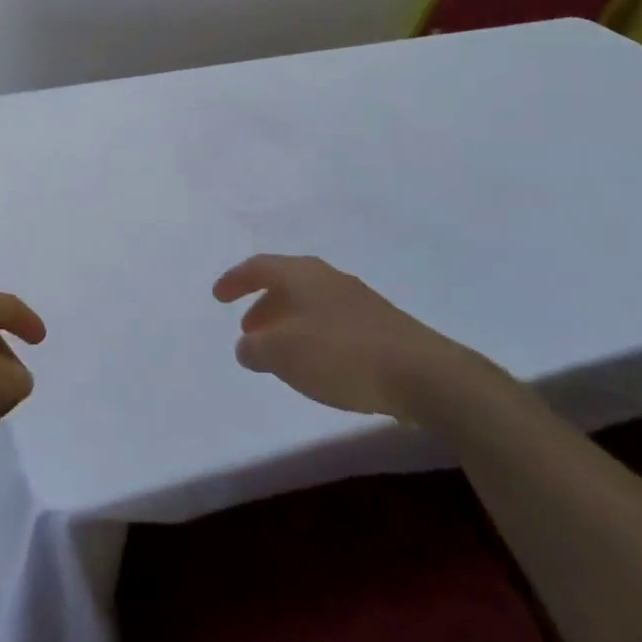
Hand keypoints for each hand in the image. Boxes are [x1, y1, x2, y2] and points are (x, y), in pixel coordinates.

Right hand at [212, 255, 482, 423]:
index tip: (218, 296)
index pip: (259, 266)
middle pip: (286, 283)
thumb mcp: (283, 354)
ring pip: (311, 304)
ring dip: (289, 323)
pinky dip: (314, 337)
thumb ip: (256, 348)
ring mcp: (359, 301)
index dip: (234, 280)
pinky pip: (333, 323)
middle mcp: (329, 278)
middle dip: (263, 304)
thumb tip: (246, 345)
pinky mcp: (381, 327)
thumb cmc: (341, 355)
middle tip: (248, 329)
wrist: (424, 375)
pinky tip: (318, 365)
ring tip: (279, 352)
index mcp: (302, 274)